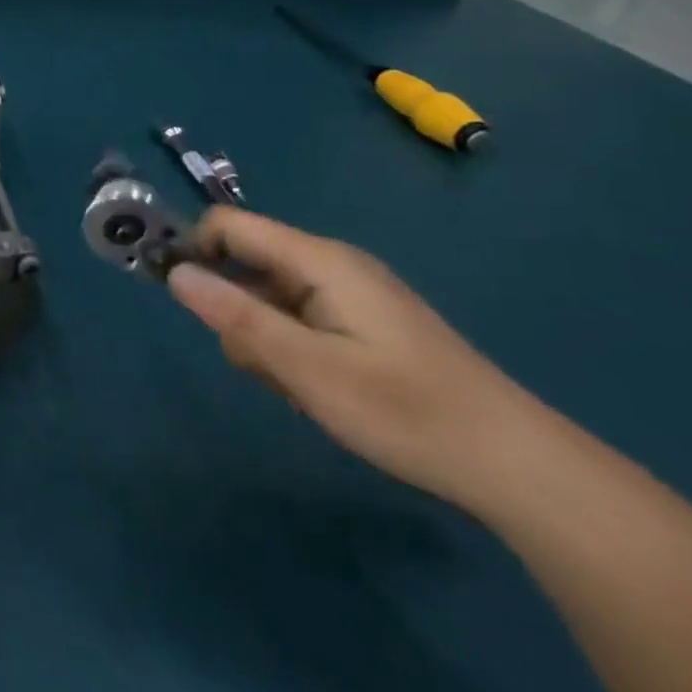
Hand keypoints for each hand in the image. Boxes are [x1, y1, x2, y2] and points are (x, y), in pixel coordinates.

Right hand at [166, 208, 542, 508]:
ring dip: (264, 338)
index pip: (230, 226)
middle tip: (260, 367)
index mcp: (320, 261)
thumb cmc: (407, 412)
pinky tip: (318, 390)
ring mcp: (350, 294)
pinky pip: (298, 318)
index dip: (193, 249)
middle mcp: (331, 265)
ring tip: (298, 387)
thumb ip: (237, 318)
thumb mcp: (308, 369)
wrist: (517, 466)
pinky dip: (291, 348)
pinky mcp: (362, 322)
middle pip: (247, 263)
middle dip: (235, 310)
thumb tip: (174, 272)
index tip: (175, 295)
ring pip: (269, 297)